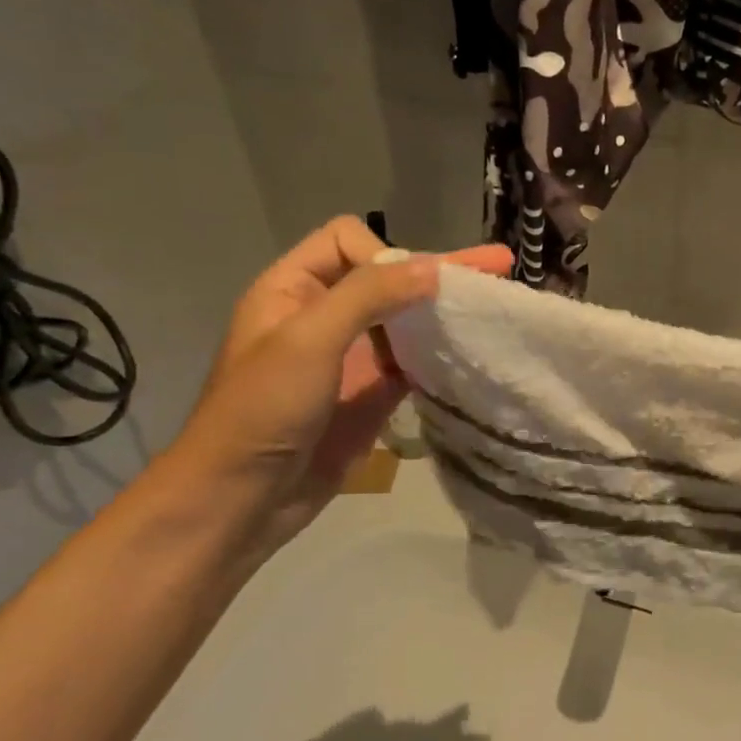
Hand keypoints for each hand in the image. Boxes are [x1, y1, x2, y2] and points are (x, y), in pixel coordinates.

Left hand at [159, 217, 510, 557]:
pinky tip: (474, 350)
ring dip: (443, 312)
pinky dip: (441, 353)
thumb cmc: (263, 409)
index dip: (384, 255)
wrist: (243, 498)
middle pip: (386, 278)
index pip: (348, 242)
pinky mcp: (371, 395)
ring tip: (495, 306)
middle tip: (498, 265)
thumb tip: (435, 267)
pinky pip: (413, 362)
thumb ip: (369, 295)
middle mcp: (323, 315)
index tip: (412, 290)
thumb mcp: (309, 340)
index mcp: (293, 289)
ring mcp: (350, 357)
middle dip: (438, 272)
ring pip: (404, 319)